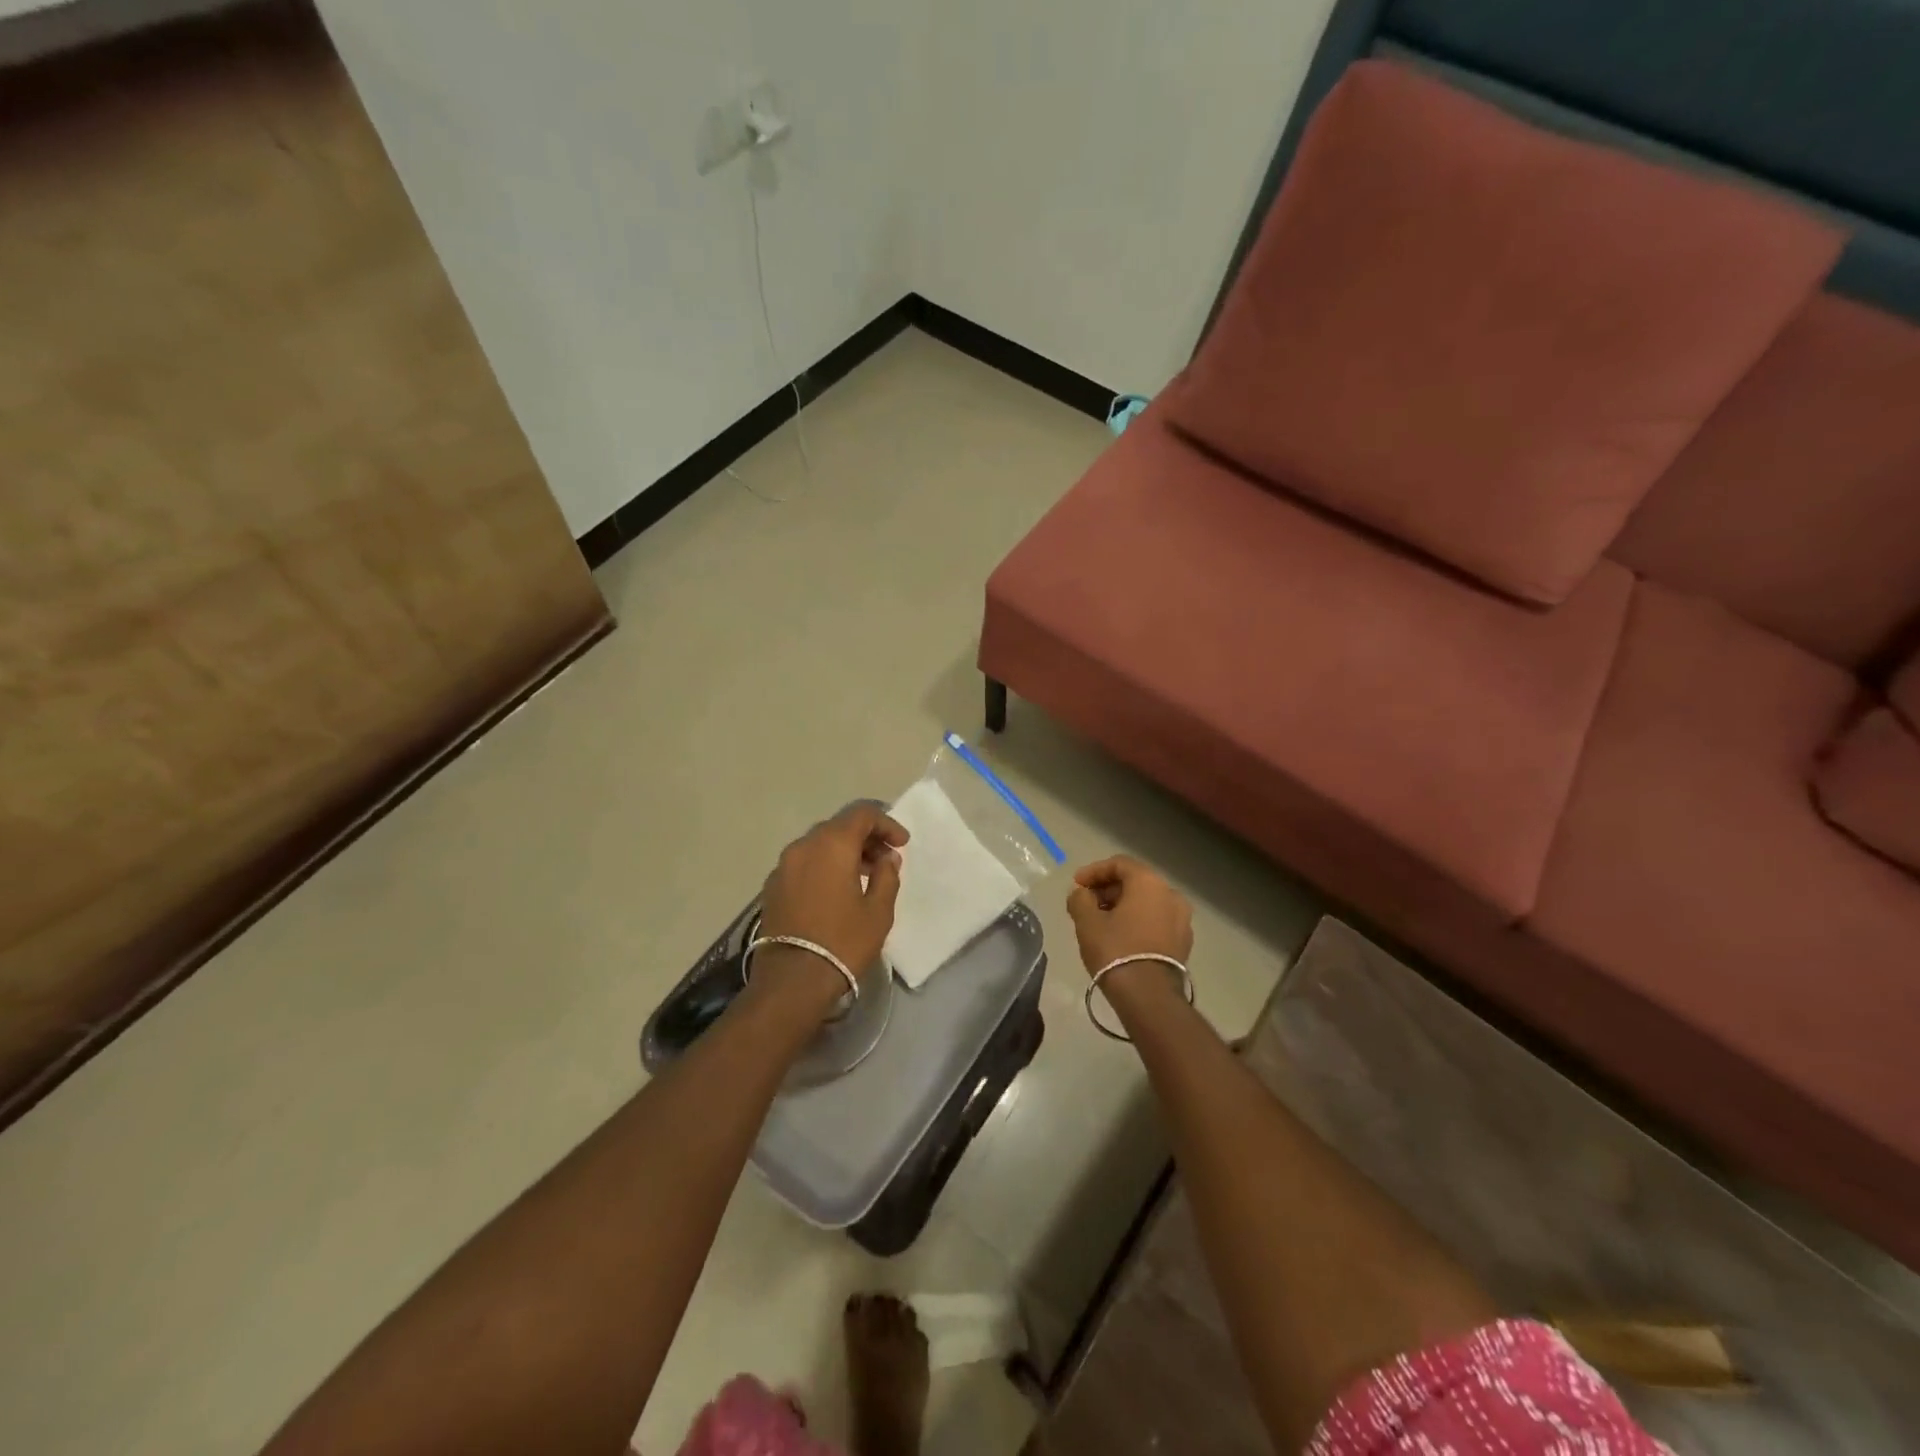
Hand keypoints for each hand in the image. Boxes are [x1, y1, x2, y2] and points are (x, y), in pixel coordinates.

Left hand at [755, 804, 908, 1003]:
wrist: (792, 981)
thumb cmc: (843, 942)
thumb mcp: (878, 911)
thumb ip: (887, 876)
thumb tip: (887, 858)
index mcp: (831, 844)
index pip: (861, 813)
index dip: (886, 823)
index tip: (902, 843)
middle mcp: (803, 846)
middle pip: (838, 826)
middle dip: (865, 837)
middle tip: (886, 859)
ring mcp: (783, 866)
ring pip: (819, 844)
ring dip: (844, 851)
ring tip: (865, 875)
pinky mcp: (772, 887)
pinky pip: (804, 863)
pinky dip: (824, 865)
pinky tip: (837, 890)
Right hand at [1065, 856, 1193, 976]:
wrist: (1149, 996)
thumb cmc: (1115, 950)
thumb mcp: (1086, 921)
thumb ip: (1080, 899)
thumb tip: (1082, 894)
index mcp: (1149, 883)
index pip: (1119, 864)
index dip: (1094, 871)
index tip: (1077, 885)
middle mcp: (1171, 894)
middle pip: (1135, 882)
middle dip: (1108, 890)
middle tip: (1086, 903)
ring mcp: (1182, 920)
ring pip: (1147, 902)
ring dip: (1123, 906)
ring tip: (1101, 922)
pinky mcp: (1183, 942)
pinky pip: (1157, 921)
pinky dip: (1138, 921)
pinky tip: (1120, 937)